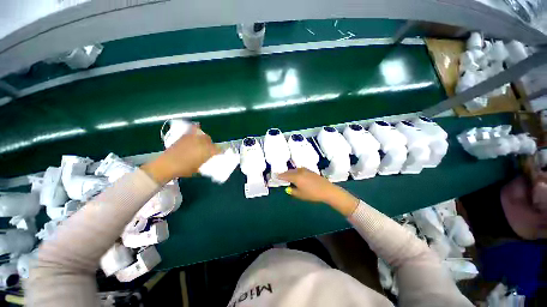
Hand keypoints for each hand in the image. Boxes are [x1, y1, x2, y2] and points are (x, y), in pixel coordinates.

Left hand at [141, 126, 220, 183]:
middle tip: (209, 150)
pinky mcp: (185, 136)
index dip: (219, 152)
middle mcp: (202, 143)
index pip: (218, 150)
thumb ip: (205, 162)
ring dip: (205, 139)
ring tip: (202, 143)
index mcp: (207, 151)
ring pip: (204, 136)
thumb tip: (208, 160)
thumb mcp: (198, 169)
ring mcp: (194, 138)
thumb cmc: (184, 169)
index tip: (219, 155)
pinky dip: (196, 128)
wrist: (167, 165)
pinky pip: (193, 129)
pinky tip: (197, 127)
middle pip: (211, 141)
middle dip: (211, 145)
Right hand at [278, 168, 359, 215]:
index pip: (285, 176)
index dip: (280, 176)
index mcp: (296, 177)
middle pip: (289, 171)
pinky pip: (299, 169)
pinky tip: (296, 174)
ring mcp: (305, 170)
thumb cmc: (313, 194)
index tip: (275, 176)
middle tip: (280, 175)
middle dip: (284, 173)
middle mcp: (299, 171)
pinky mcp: (310, 170)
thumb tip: (288, 189)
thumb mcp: (301, 195)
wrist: (327, 190)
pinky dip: (295, 171)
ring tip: (287, 175)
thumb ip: (293, 191)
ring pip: (295, 170)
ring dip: (290, 172)